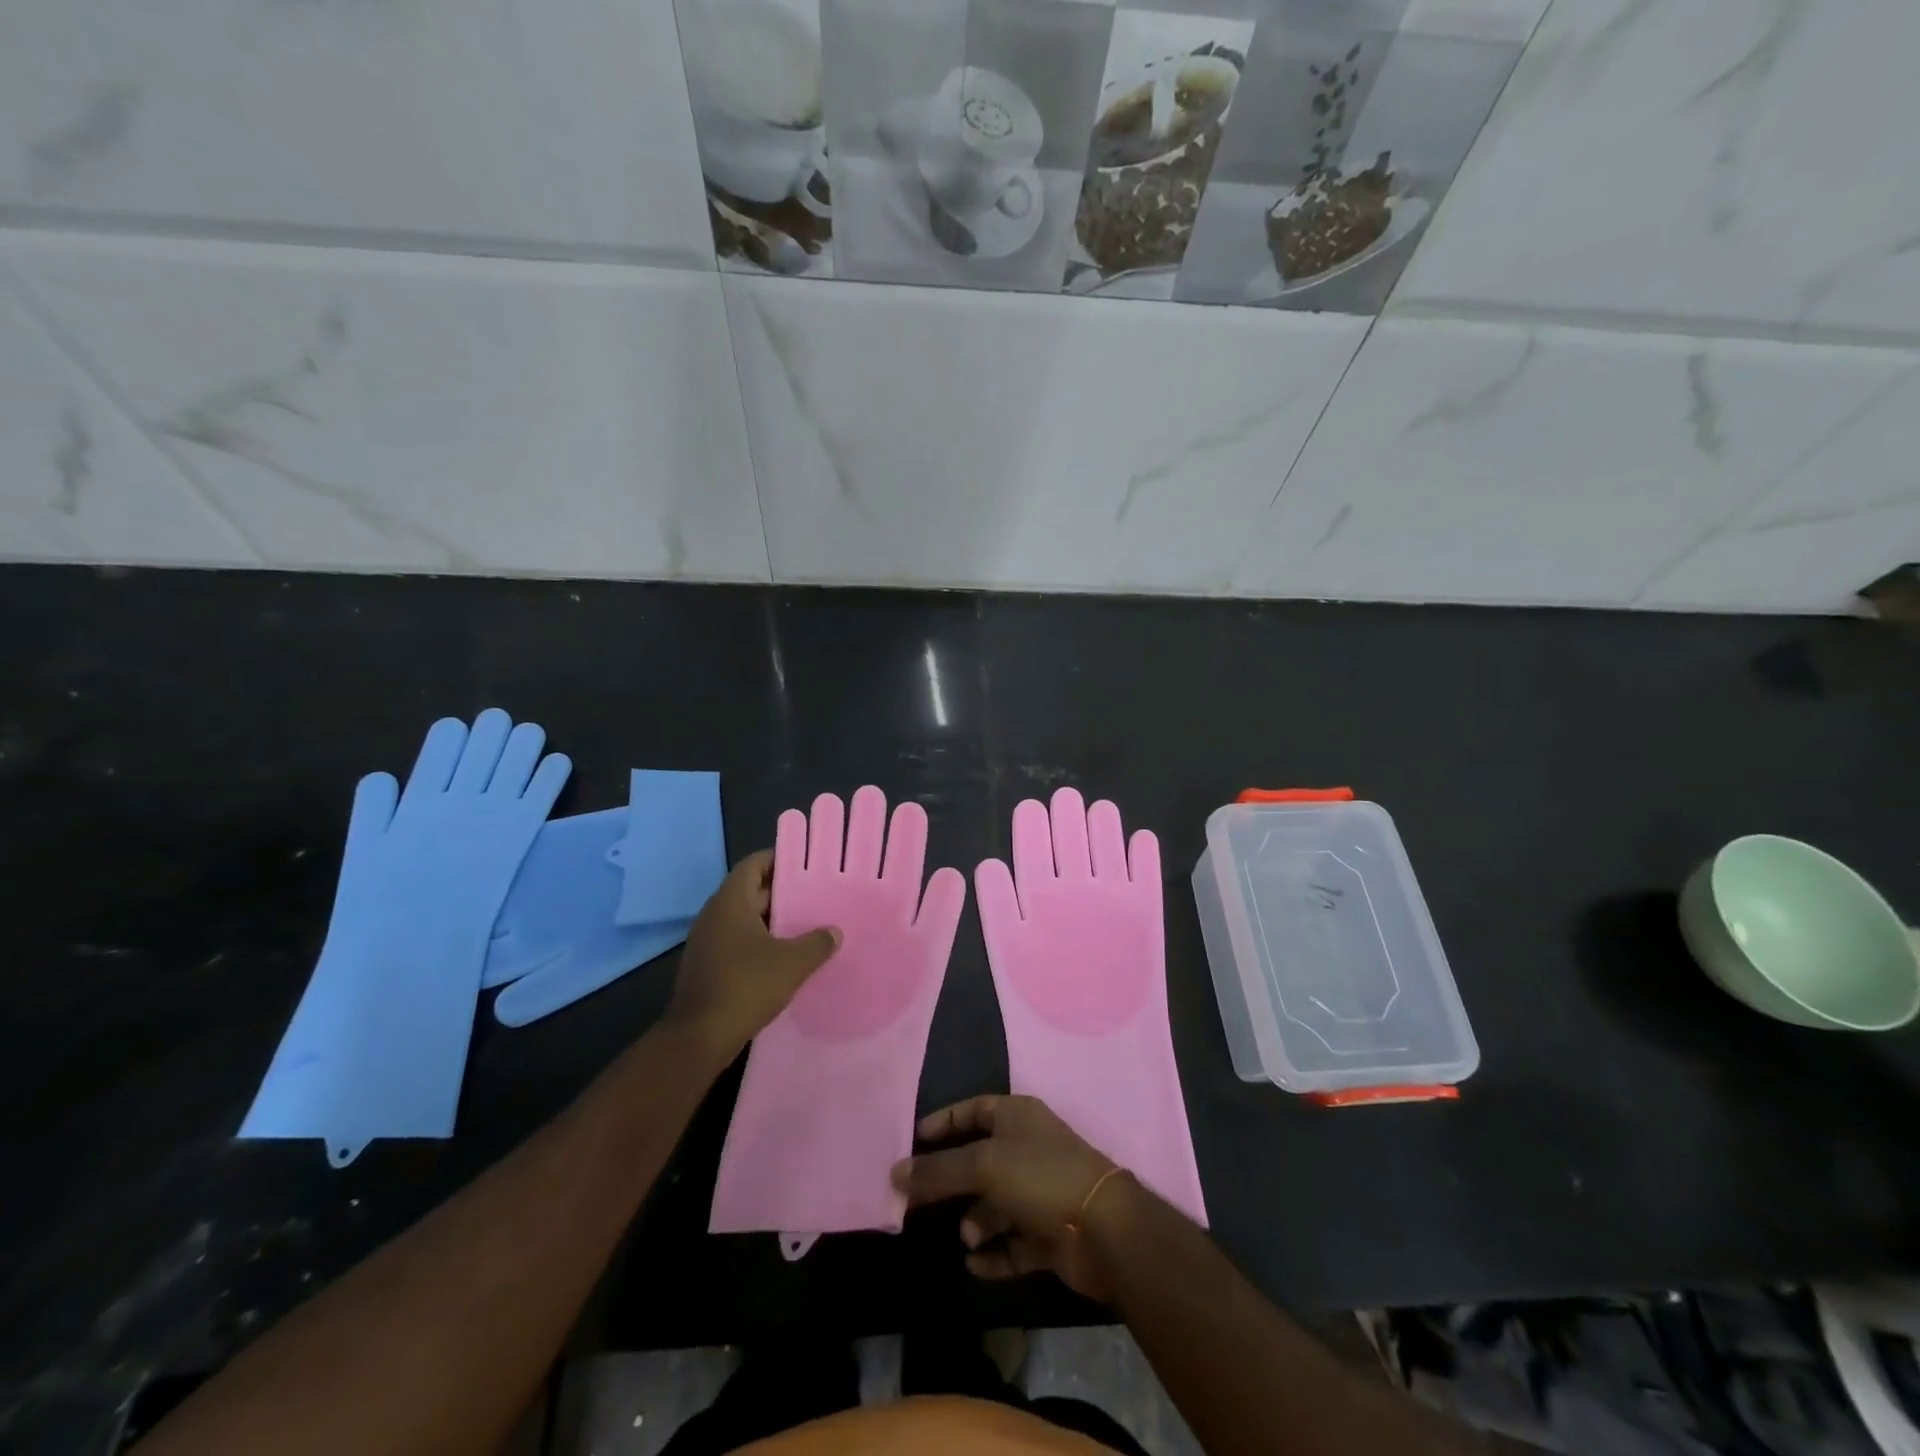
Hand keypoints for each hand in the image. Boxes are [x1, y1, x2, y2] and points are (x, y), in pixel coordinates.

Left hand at [664, 850, 839, 1060]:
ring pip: (744, 919)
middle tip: (815, 896)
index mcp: (730, 902)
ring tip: (807, 925)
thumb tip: (834, 932)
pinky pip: (737, 942)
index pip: (753, 865)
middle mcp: (714, 915)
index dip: (778, 860)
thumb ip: (817, 943)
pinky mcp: (707, 966)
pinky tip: (785, 958)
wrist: (699, 1038)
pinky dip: (760, 943)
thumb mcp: (792, 963)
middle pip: (750, 891)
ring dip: (772, 921)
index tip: (805, 865)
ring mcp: (707, 942)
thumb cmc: (746, 986)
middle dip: (782, 893)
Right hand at [891, 1094, 1129, 1299]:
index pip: (974, 1110)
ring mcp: (1040, 1192)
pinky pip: (1012, 1241)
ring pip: (994, 1204)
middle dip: (952, 1182)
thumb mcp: (983, 1165)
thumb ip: (938, 1170)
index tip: (914, 1140)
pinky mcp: (1049, 1233)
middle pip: (980, 1161)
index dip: (945, 1122)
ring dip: (975, 1221)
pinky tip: (975, 1263)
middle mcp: (1028, 1149)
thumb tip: (895, 1173)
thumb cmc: (1040, 1176)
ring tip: (967, 1236)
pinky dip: (994, 1252)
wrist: (1103, 1229)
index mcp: (1018, 1117)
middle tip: (918, 1201)